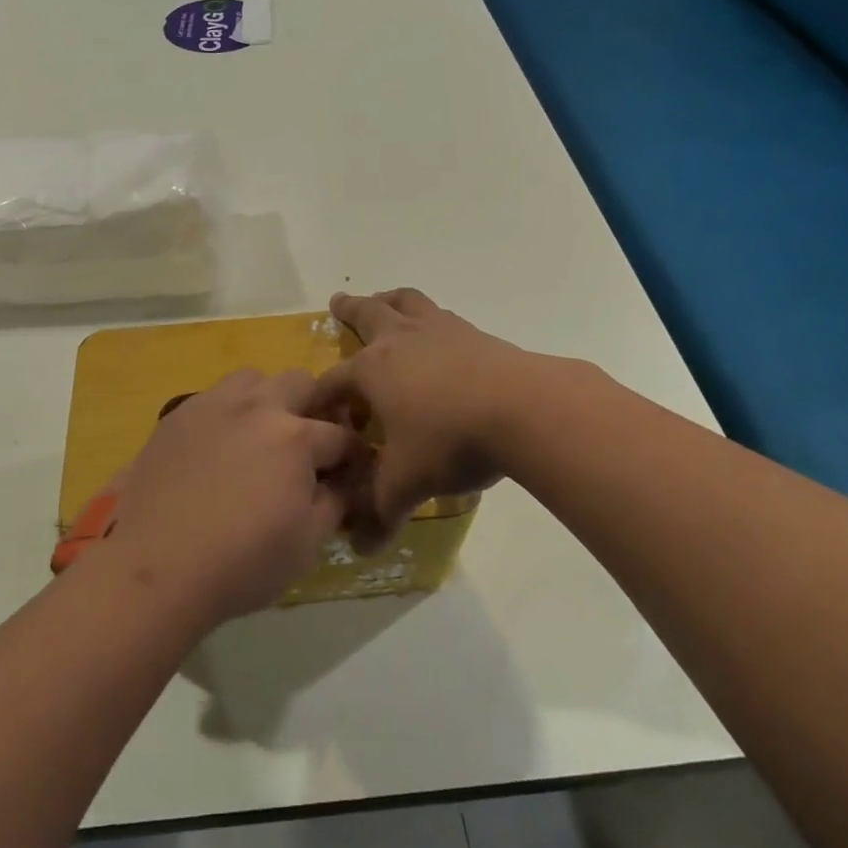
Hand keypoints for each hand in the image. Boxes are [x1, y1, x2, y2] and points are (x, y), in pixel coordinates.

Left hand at [100, 369, 361, 626]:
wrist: (157, 566)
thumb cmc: (241, 563)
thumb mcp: (306, 544)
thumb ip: (333, 503)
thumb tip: (342, 483)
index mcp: (296, 437)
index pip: (341, 436)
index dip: (353, 456)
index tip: (351, 472)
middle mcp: (258, 406)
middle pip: (301, 383)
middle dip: (313, 410)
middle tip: (306, 447)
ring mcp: (214, 404)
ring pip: (254, 379)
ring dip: (267, 400)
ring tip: (259, 436)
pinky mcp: (179, 414)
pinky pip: (214, 397)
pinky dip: (227, 413)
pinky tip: (218, 447)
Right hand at [311, 289, 553, 548]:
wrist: (524, 408)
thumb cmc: (451, 440)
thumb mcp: (408, 483)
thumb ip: (381, 511)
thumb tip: (363, 547)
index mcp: (373, 369)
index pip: (334, 381)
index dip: (323, 400)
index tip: (322, 417)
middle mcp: (401, 340)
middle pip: (367, 314)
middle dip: (349, 309)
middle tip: (338, 301)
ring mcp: (441, 331)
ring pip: (408, 303)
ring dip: (391, 300)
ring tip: (385, 300)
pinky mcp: (476, 334)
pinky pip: (443, 317)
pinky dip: (431, 320)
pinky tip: (440, 336)